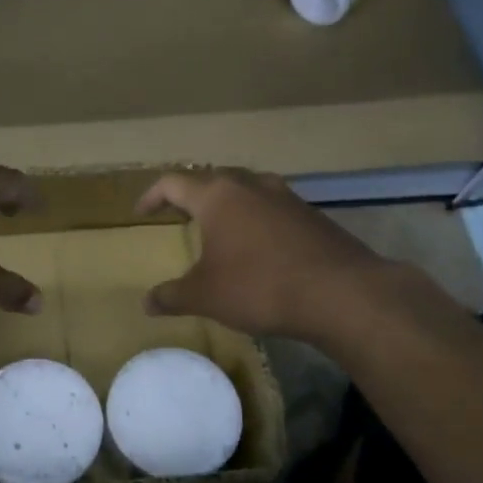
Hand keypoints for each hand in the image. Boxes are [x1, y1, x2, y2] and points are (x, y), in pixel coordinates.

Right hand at [136, 169, 399, 338]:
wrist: (341, 293)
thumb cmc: (259, 286)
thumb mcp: (205, 296)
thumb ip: (172, 296)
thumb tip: (147, 303)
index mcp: (218, 196)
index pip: (173, 182)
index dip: (152, 196)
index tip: (141, 212)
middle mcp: (251, 186)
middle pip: (213, 179)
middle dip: (192, 195)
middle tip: (180, 214)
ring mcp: (287, 198)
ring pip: (247, 190)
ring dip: (228, 204)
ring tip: (219, 227)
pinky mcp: (312, 216)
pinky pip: (273, 208)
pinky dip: (256, 219)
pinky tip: (258, 247)